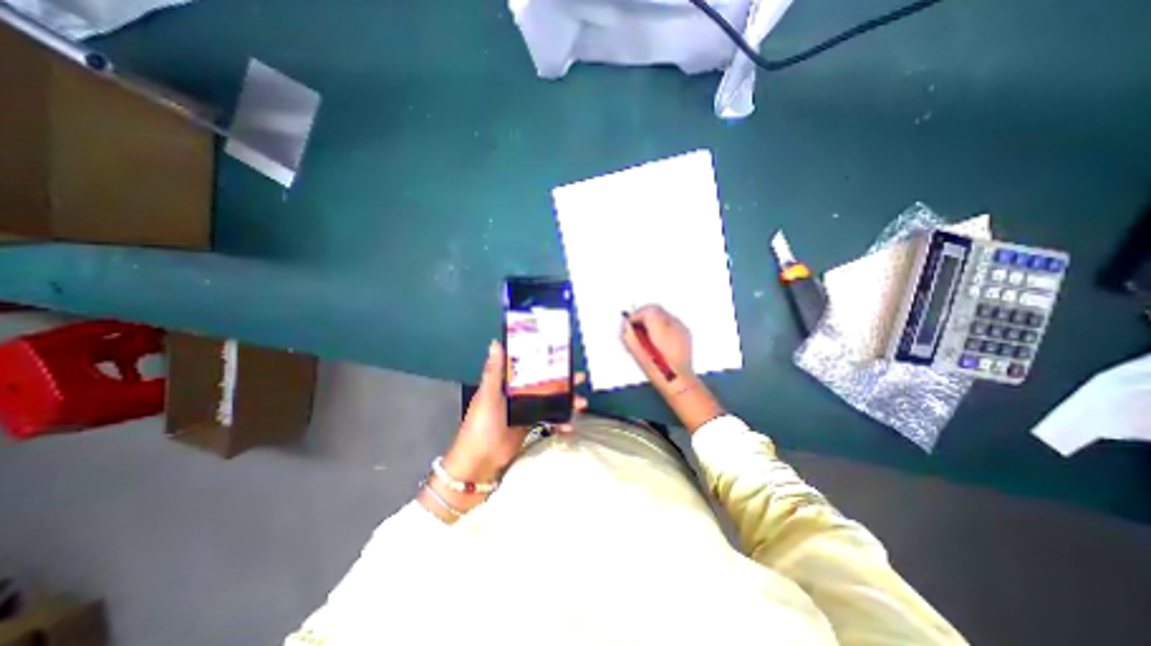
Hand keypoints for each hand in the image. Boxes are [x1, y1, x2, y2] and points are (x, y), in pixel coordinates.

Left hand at [443, 342, 584, 483]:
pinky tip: (570, 427)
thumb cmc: (482, 423)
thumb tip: (495, 342)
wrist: (481, 459)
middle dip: (563, 380)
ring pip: (550, 400)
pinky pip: (550, 420)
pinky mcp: (531, 425)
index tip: (562, 353)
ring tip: (582, 404)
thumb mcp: (488, 395)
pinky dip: (560, 423)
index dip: (545, 359)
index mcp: (507, 382)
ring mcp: (527, 410)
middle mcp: (519, 393)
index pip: (529, 366)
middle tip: (580, 378)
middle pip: (544, 383)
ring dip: (566, 401)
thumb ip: (494, 371)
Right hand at [625, 305, 696, 389]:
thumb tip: (625, 325)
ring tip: (647, 335)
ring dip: (653, 321)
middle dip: (644, 317)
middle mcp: (673, 323)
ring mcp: (681, 327)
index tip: (629, 325)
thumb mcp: (637, 352)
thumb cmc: (657, 368)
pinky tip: (658, 339)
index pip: (647, 310)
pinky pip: (671, 323)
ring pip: (663, 315)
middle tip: (636, 329)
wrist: (678, 380)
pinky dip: (663, 326)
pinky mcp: (686, 333)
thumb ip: (629, 335)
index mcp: (660, 326)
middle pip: (656, 310)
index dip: (635, 316)